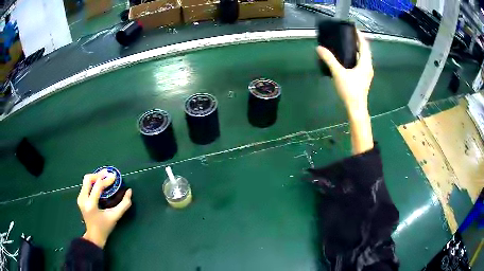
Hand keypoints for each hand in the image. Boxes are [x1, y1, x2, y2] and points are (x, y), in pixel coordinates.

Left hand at [77, 170, 131, 247]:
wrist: (94, 235)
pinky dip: (93, 182)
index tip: (115, 177)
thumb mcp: (115, 216)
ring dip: (95, 178)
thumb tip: (129, 191)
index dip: (107, 180)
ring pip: (86, 181)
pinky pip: (85, 185)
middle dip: (98, 175)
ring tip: (105, 178)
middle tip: (108, 174)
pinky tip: (99, 184)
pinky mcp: (80, 198)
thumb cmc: (105, 227)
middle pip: (88, 179)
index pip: (98, 186)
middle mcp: (83, 199)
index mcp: (91, 204)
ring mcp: (80, 198)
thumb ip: (124, 204)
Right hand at [316, 31, 373, 114]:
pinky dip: (356, 57)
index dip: (359, 36)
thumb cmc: (350, 90)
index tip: (353, 28)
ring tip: (347, 43)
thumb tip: (319, 48)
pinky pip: (361, 63)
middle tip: (348, 34)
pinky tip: (348, 57)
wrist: (356, 108)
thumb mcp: (338, 73)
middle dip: (358, 41)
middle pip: (365, 50)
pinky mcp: (363, 78)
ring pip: (363, 57)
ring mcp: (367, 73)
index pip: (364, 45)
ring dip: (357, 49)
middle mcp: (368, 66)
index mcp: (365, 63)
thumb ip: (329, 60)